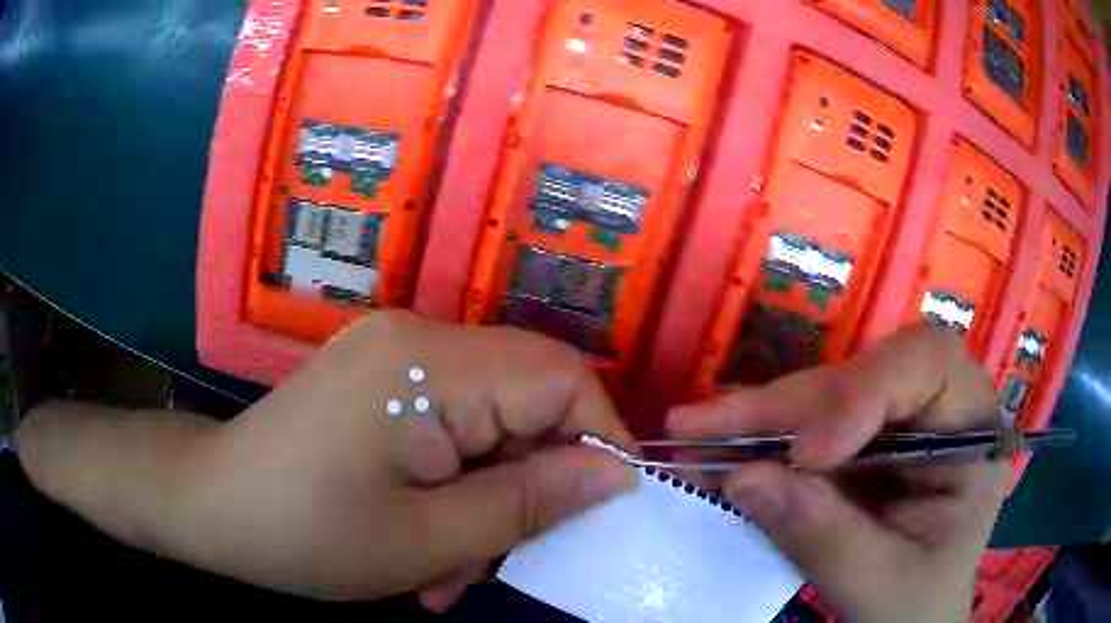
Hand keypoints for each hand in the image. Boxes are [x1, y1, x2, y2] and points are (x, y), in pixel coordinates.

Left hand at [15, 311, 636, 607]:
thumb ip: (530, 503)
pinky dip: (455, 487)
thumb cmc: (305, 533)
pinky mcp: (380, 381)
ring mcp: (394, 357)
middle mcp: (417, 339)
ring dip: (488, 501)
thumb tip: (618, 473)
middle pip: (526, 399)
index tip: (607, 506)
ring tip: (453, 572)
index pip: (559, 375)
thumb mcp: (427, 540)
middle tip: (508, 560)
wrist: (211, 506)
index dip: (600, 436)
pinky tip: (427, 544)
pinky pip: (450, 429)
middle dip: (533, 485)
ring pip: (490, 425)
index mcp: (426, 363)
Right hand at [667, 326, 1008, 622]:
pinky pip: (808, 426)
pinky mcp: (863, 444)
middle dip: (787, 405)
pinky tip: (717, 450)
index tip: (808, 455)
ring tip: (694, 432)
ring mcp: (898, 425)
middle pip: (864, 375)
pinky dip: (761, 441)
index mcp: (972, 432)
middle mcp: (937, 411)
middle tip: (703, 426)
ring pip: (827, 395)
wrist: (912, 621)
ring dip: (761, 418)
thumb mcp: (878, 585)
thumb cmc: (916, 606)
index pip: (929, 364)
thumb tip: (742, 479)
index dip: (866, 390)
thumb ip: (823, 536)